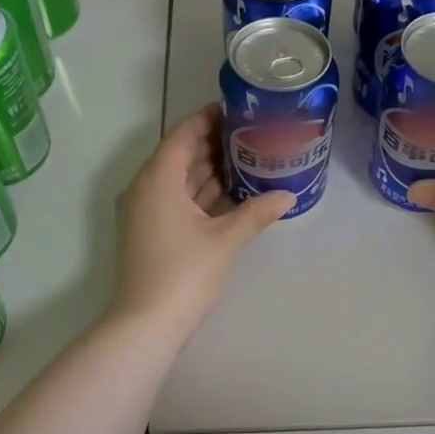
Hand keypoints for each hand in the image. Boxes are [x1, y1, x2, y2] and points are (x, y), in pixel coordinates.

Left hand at [111, 104, 293, 334]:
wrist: (146, 324)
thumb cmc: (184, 273)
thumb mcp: (224, 239)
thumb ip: (256, 213)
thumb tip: (288, 195)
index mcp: (158, 178)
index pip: (184, 133)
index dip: (210, 118)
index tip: (239, 110)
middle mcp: (146, 187)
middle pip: (181, 154)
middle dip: (215, 144)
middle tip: (253, 134)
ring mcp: (146, 211)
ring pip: (179, 179)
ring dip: (210, 170)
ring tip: (249, 158)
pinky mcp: (150, 231)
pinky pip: (177, 199)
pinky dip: (201, 194)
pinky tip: (232, 194)